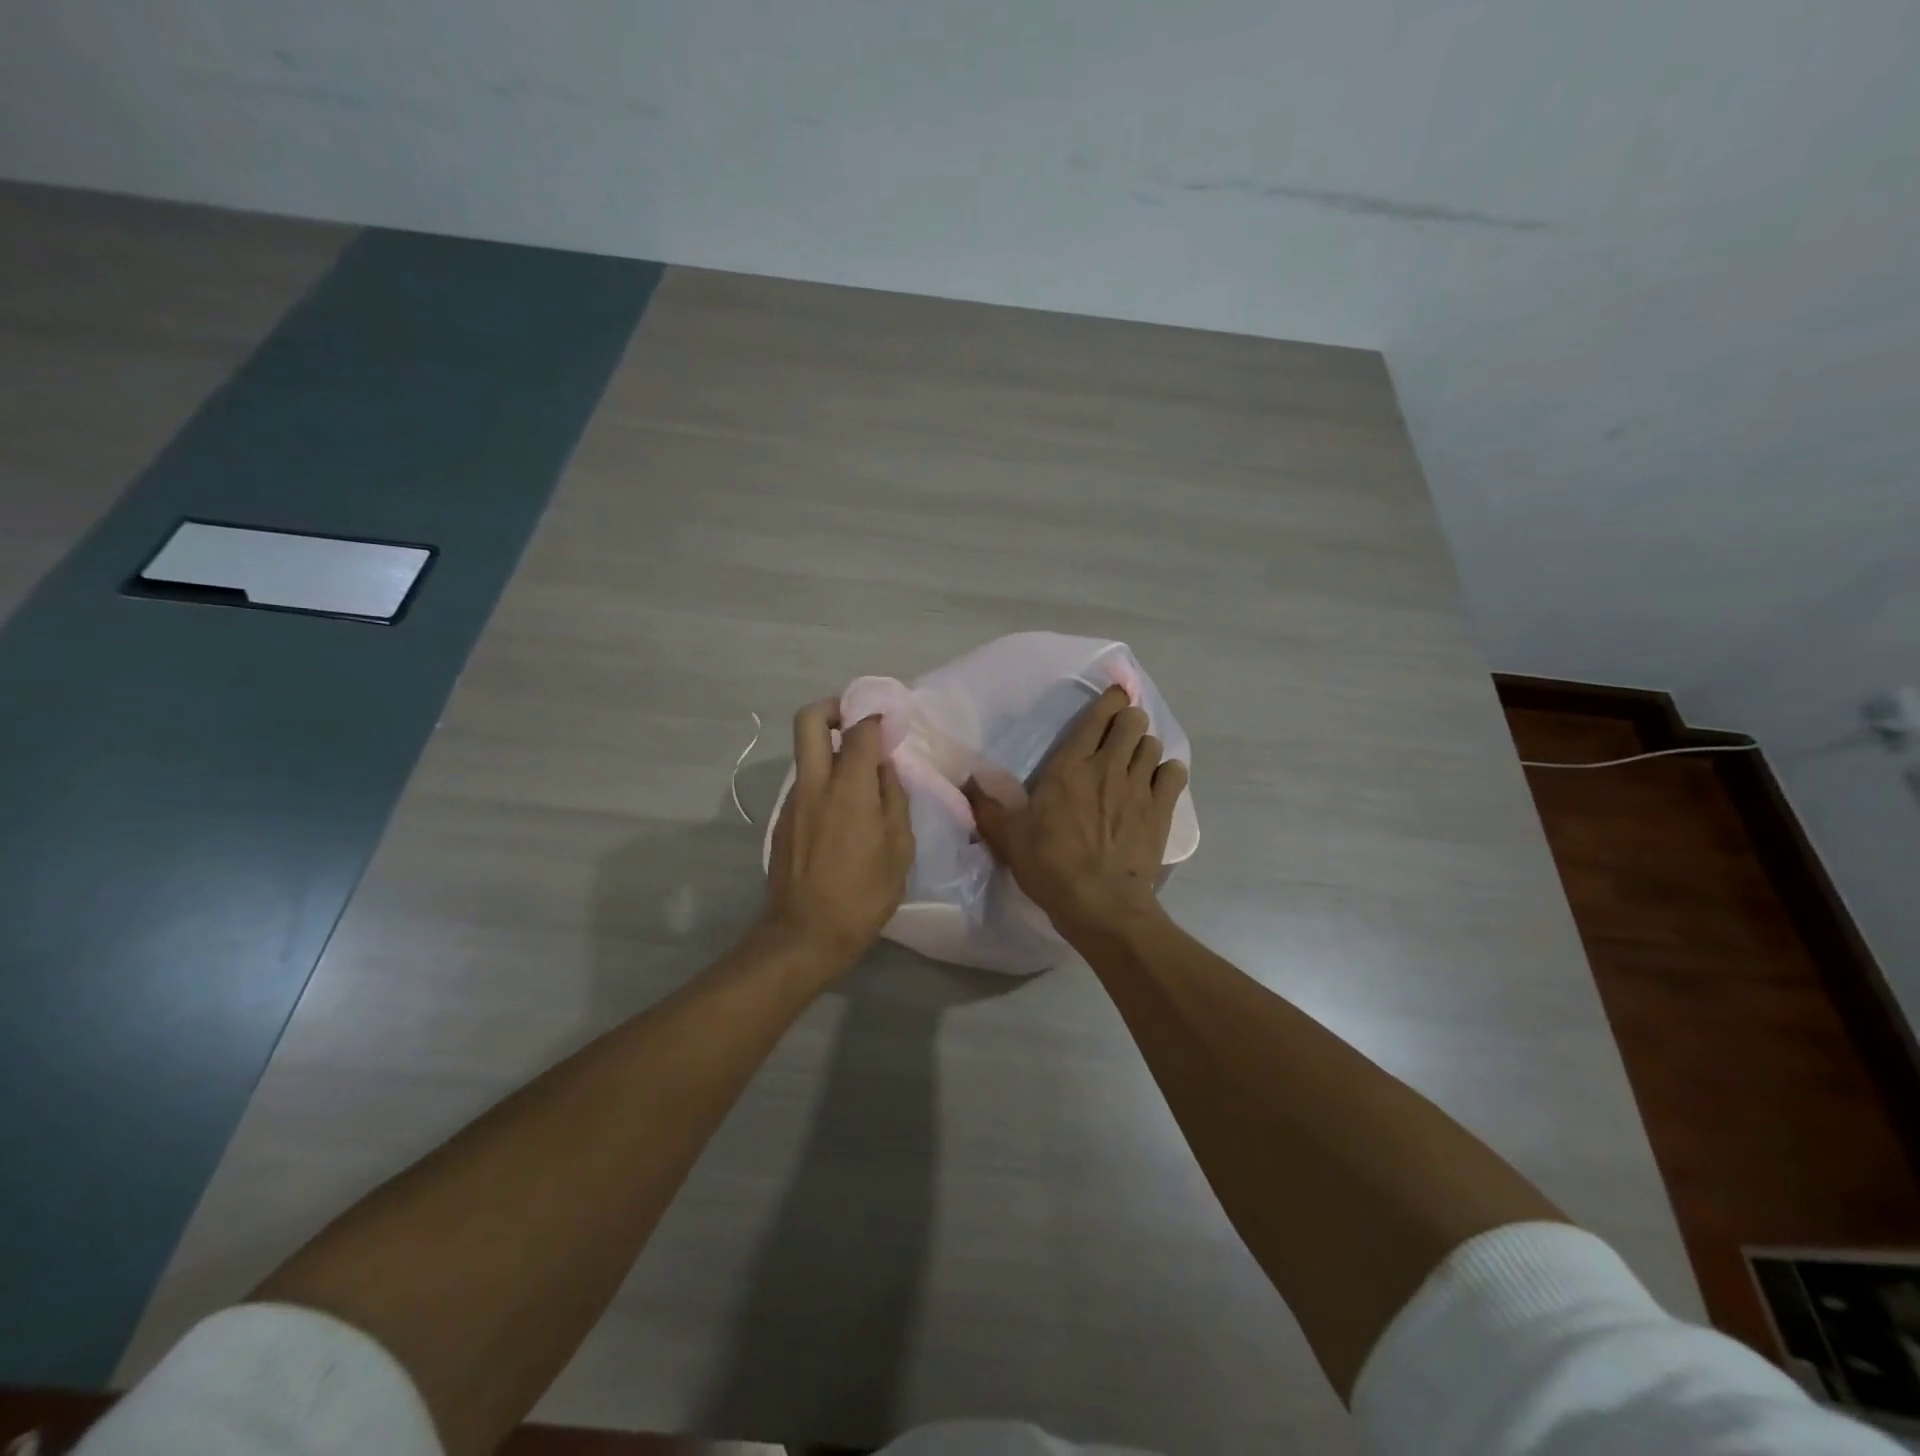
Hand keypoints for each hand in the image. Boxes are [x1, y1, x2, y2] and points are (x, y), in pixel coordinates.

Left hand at [762, 700, 913, 967]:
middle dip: (834, 708)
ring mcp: (792, 801)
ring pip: (804, 752)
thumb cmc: (863, 894)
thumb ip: (894, 799)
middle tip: (858, 725)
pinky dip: (824, 780)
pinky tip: (844, 813)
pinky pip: (804, 783)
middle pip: (809, 719)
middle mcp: (814, 783)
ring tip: (860, 778)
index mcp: (848, 787)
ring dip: (830, 749)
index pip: (859, 729)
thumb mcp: (899, 849)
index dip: (876, 719)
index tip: (891, 725)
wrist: (804, 934)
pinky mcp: (782, 820)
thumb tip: (885, 769)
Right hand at [964, 685, 1188, 941]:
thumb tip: (966, 779)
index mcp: (1069, 766)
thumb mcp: (1008, 837)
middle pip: (1132, 721)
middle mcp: (1107, 766)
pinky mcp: (1161, 809)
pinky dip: (1168, 772)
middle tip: (1120, 734)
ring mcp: (1138, 786)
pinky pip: (1174, 773)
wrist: (1099, 903)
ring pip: (1152, 744)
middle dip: (1128, 720)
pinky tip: (1158, 783)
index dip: (1109, 700)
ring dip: (1144, 747)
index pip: (1097, 717)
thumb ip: (987, 805)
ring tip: (1135, 761)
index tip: (1113, 697)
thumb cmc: (1049, 866)